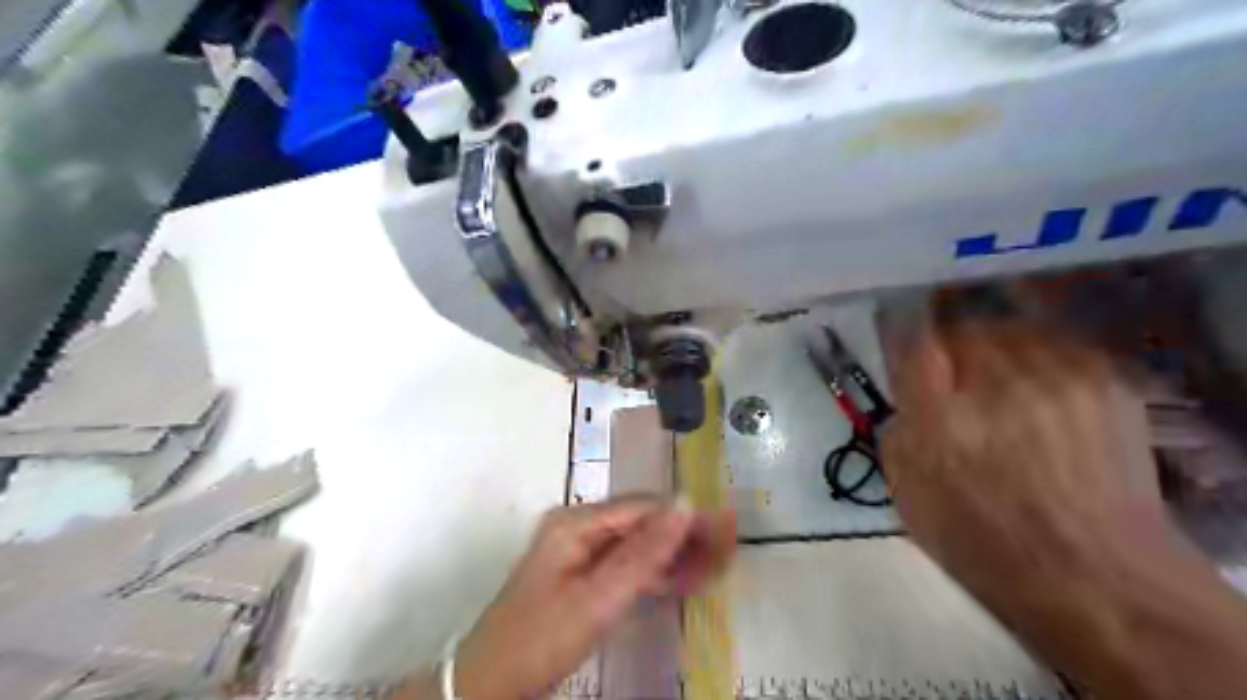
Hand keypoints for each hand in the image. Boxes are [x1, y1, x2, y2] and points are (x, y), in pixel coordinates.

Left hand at [454, 497, 731, 699]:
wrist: (490, 683)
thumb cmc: (541, 639)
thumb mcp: (598, 598)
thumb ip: (644, 552)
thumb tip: (685, 503)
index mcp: (577, 522)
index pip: (644, 508)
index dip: (686, 517)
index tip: (725, 530)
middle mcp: (579, 527)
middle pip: (643, 522)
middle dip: (685, 536)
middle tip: (726, 552)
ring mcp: (579, 551)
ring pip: (638, 544)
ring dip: (675, 555)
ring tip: (714, 567)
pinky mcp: (582, 575)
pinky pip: (626, 565)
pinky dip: (655, 573)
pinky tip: (682, 580)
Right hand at [881, 311, 1165, 606]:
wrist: (1099, 576)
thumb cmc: (985, 544)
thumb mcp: (909, 495)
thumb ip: (900, 432)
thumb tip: (909, 398)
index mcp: (941, 420)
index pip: (913, 344)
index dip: (903, 339)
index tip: (906, 353)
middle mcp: (998, 385)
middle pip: (961, 329)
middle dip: (950, 350)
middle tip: (954, 380)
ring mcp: (1058, 378)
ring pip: (1009, 331)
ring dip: (994, 352)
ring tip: (1000, 384)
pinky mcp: (1105, 380)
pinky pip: (1054, 346)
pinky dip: (1037, 361)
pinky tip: (1040, 393)